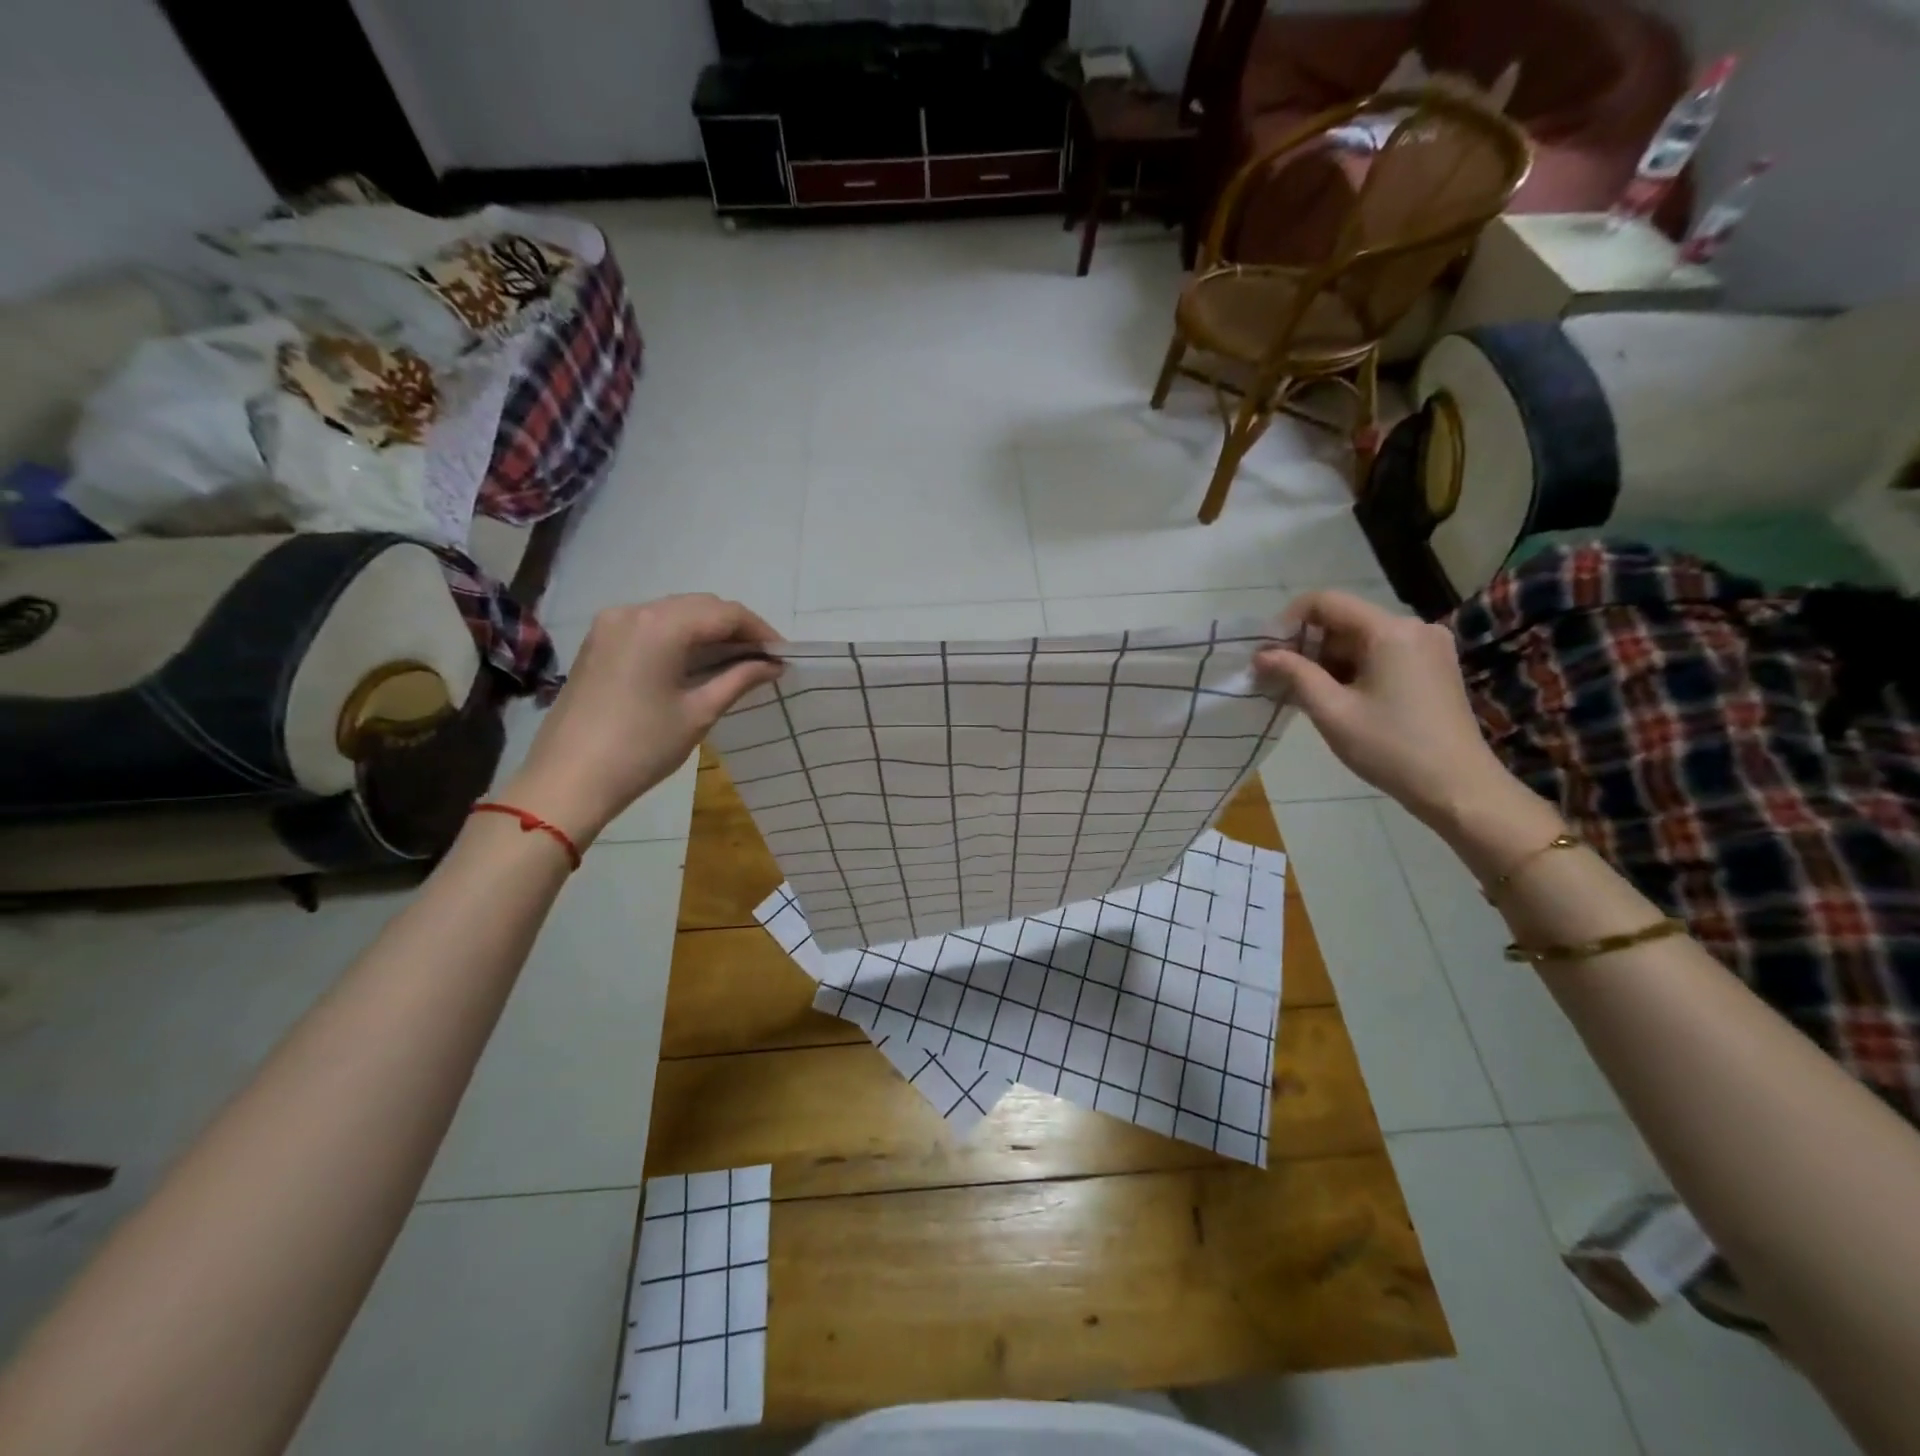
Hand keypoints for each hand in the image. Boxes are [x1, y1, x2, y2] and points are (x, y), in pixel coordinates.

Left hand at [500, 595, 782, 844]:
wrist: (568, 779)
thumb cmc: (642, 747)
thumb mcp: (699, 713)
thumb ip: (739, 679)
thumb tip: (772, 665)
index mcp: (662, 625)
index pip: (725, 613)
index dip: (760, 631)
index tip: (783, 655)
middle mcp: (634, 611)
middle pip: (700, 606)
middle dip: (735, 628)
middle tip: (763, 660)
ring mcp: (611, 624)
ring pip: (675, 613)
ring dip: (708, 631)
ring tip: (736, 661)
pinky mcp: (599, 641)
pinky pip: (651, 625)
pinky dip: (680, 637)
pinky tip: (696, 662)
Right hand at [1254, 590, 1511, 827]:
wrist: (1458, 787)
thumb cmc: (1390, 747)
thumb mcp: (1332, 711)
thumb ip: (1294, 674)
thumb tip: (1261, 655)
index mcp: (1389, 630)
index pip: (1326, 602)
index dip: (1288, 622)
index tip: (1266, 653)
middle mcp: (1413, 627)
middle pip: (1344, 620)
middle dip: (1307, 646)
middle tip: (1279, 679)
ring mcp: (1428, 646)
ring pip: (1361, 639)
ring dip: (1328, 661)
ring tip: (1303, 695)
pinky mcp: (1434, 667)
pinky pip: (1381, 654)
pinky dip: (1353, 669)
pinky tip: (1337, 698)